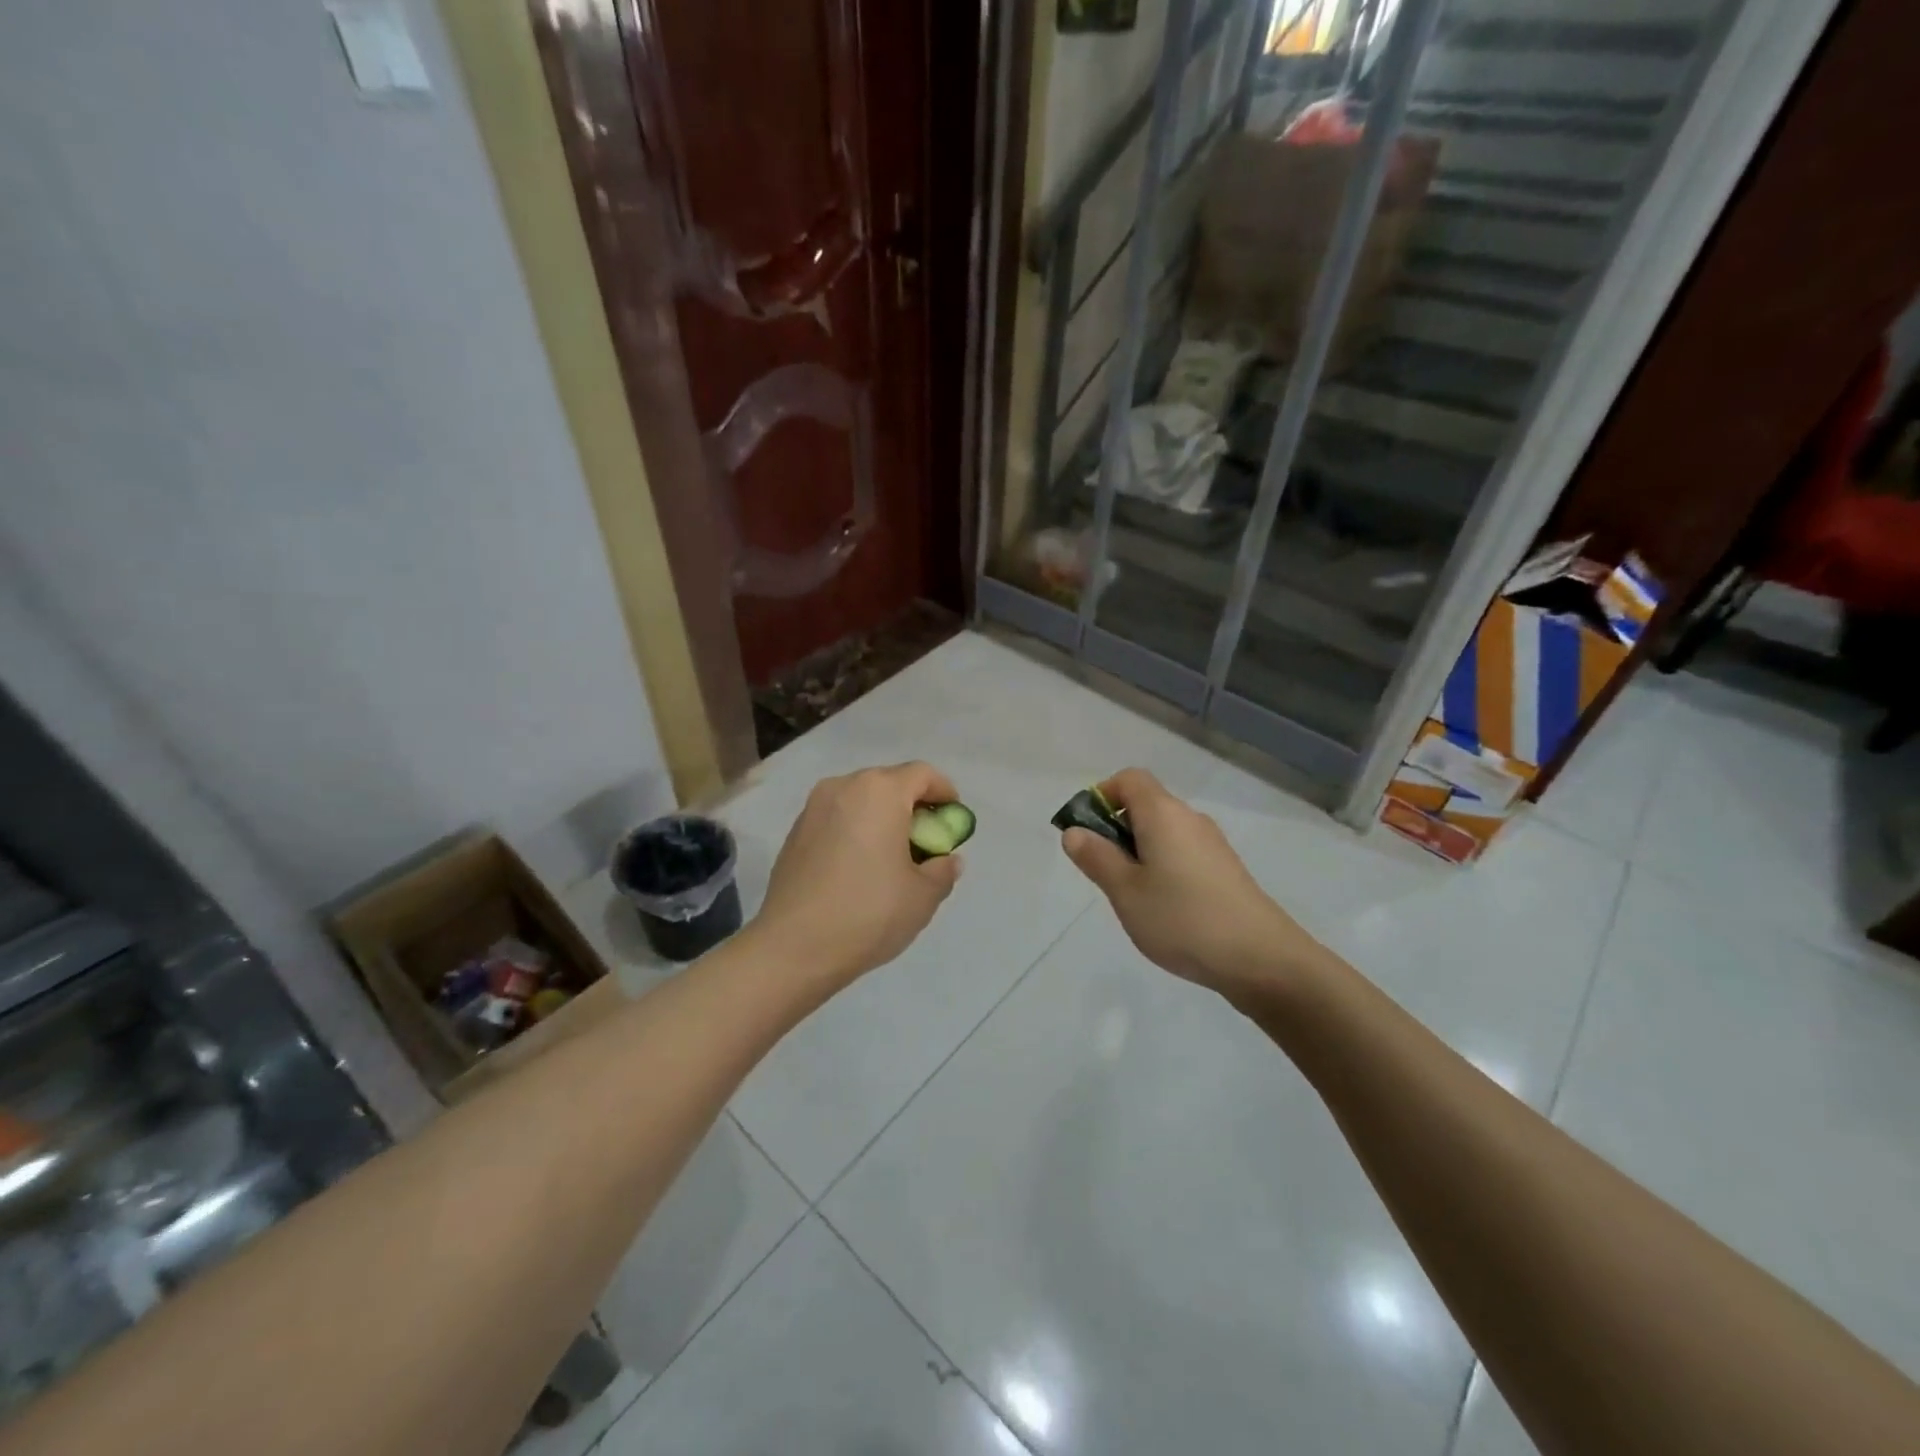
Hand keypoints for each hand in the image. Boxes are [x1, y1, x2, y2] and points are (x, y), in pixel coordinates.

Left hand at [754, 762, 964, 988]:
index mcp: (880, 791)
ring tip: (891, 857)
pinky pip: (837, 818)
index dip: (945, 792)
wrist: (793, 947)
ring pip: (860, 800)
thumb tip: (945, 860)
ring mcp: (814, 807)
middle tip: (925, 842)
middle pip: (889, 783)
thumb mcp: (922, 896)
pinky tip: (859, 868)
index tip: (952, 820)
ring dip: (882, 818)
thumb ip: (943, 870)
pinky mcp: (795, 831)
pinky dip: (855, 830)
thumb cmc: (868, 912)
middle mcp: (844, 786)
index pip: (923, 774)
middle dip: (912, 806)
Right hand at [1060, 768, 1317, 1001]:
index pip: (1129, 779)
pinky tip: (1163, 908)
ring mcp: (1212, 844)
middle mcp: (1190, 818)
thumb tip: (1074, 831)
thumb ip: (1096, 857)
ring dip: (1138, 852)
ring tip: (1131, 896)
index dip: (1101, 795)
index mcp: (1163, 813)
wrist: (1261, 959)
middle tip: (1104, 872)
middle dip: (1116, 829)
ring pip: (1164, 832)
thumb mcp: (1125, 891)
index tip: (1086, 831)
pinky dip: (1162, 866)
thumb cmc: (1182, 919)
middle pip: (1146, 804)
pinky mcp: (1225, 869)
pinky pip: (1182, 852)